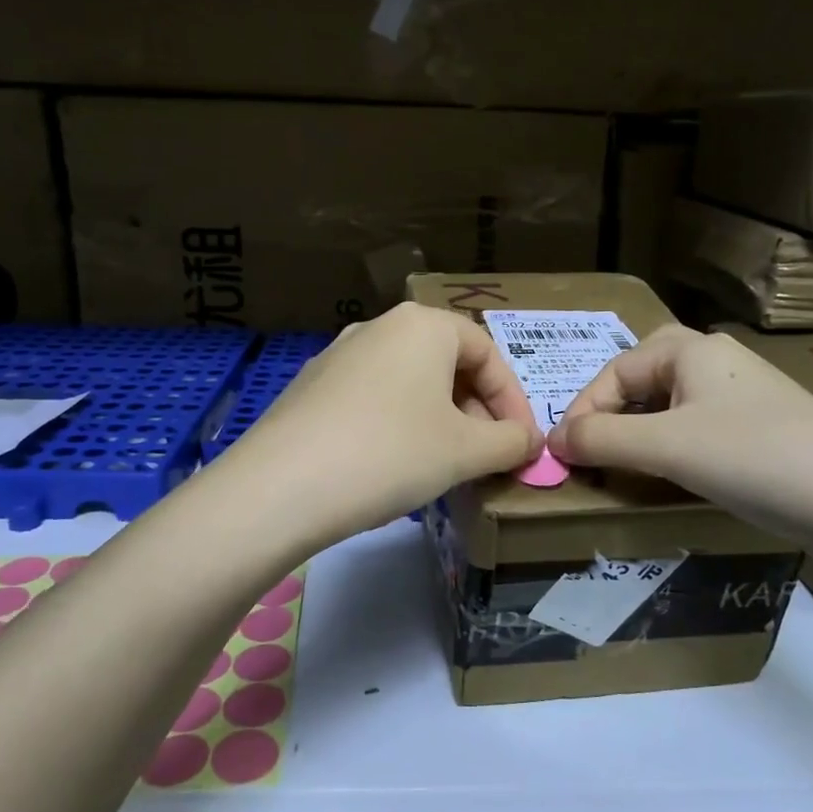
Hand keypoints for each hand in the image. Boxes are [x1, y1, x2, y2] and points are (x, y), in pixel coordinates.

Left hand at [218, 303, 543, 548]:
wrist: (281, 486)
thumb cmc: (391, 454)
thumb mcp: (465, 452)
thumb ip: (510, 442)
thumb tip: (531, 441)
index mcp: (423, 324)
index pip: (488, 354)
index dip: (514, 401)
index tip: (522, 444)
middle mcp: (379, 326)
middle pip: (447, 364)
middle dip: (476, 411)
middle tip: (487, 455)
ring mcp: (339, 354)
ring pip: (409, 382)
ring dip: (439, 419)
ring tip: (445, 463)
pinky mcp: (311, 386)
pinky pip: (373, 397)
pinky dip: (399, 424)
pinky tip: (394, 464)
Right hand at [547, 325, 812, 550]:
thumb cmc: (749, 457)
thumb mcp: (664, 447)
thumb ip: (601, 439)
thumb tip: (553, 439)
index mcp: (690, 349)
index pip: (616, 371)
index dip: (583, 410)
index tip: (565, 453)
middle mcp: (718, 359)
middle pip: (645, 378)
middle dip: (613, 413)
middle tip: (594, 448)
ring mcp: (746, 392)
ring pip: (674, 402)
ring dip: (643, 430)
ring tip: (628, 464)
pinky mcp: (766, 425)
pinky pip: (701, 423)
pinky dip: (676, 443)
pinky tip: (679, 471)